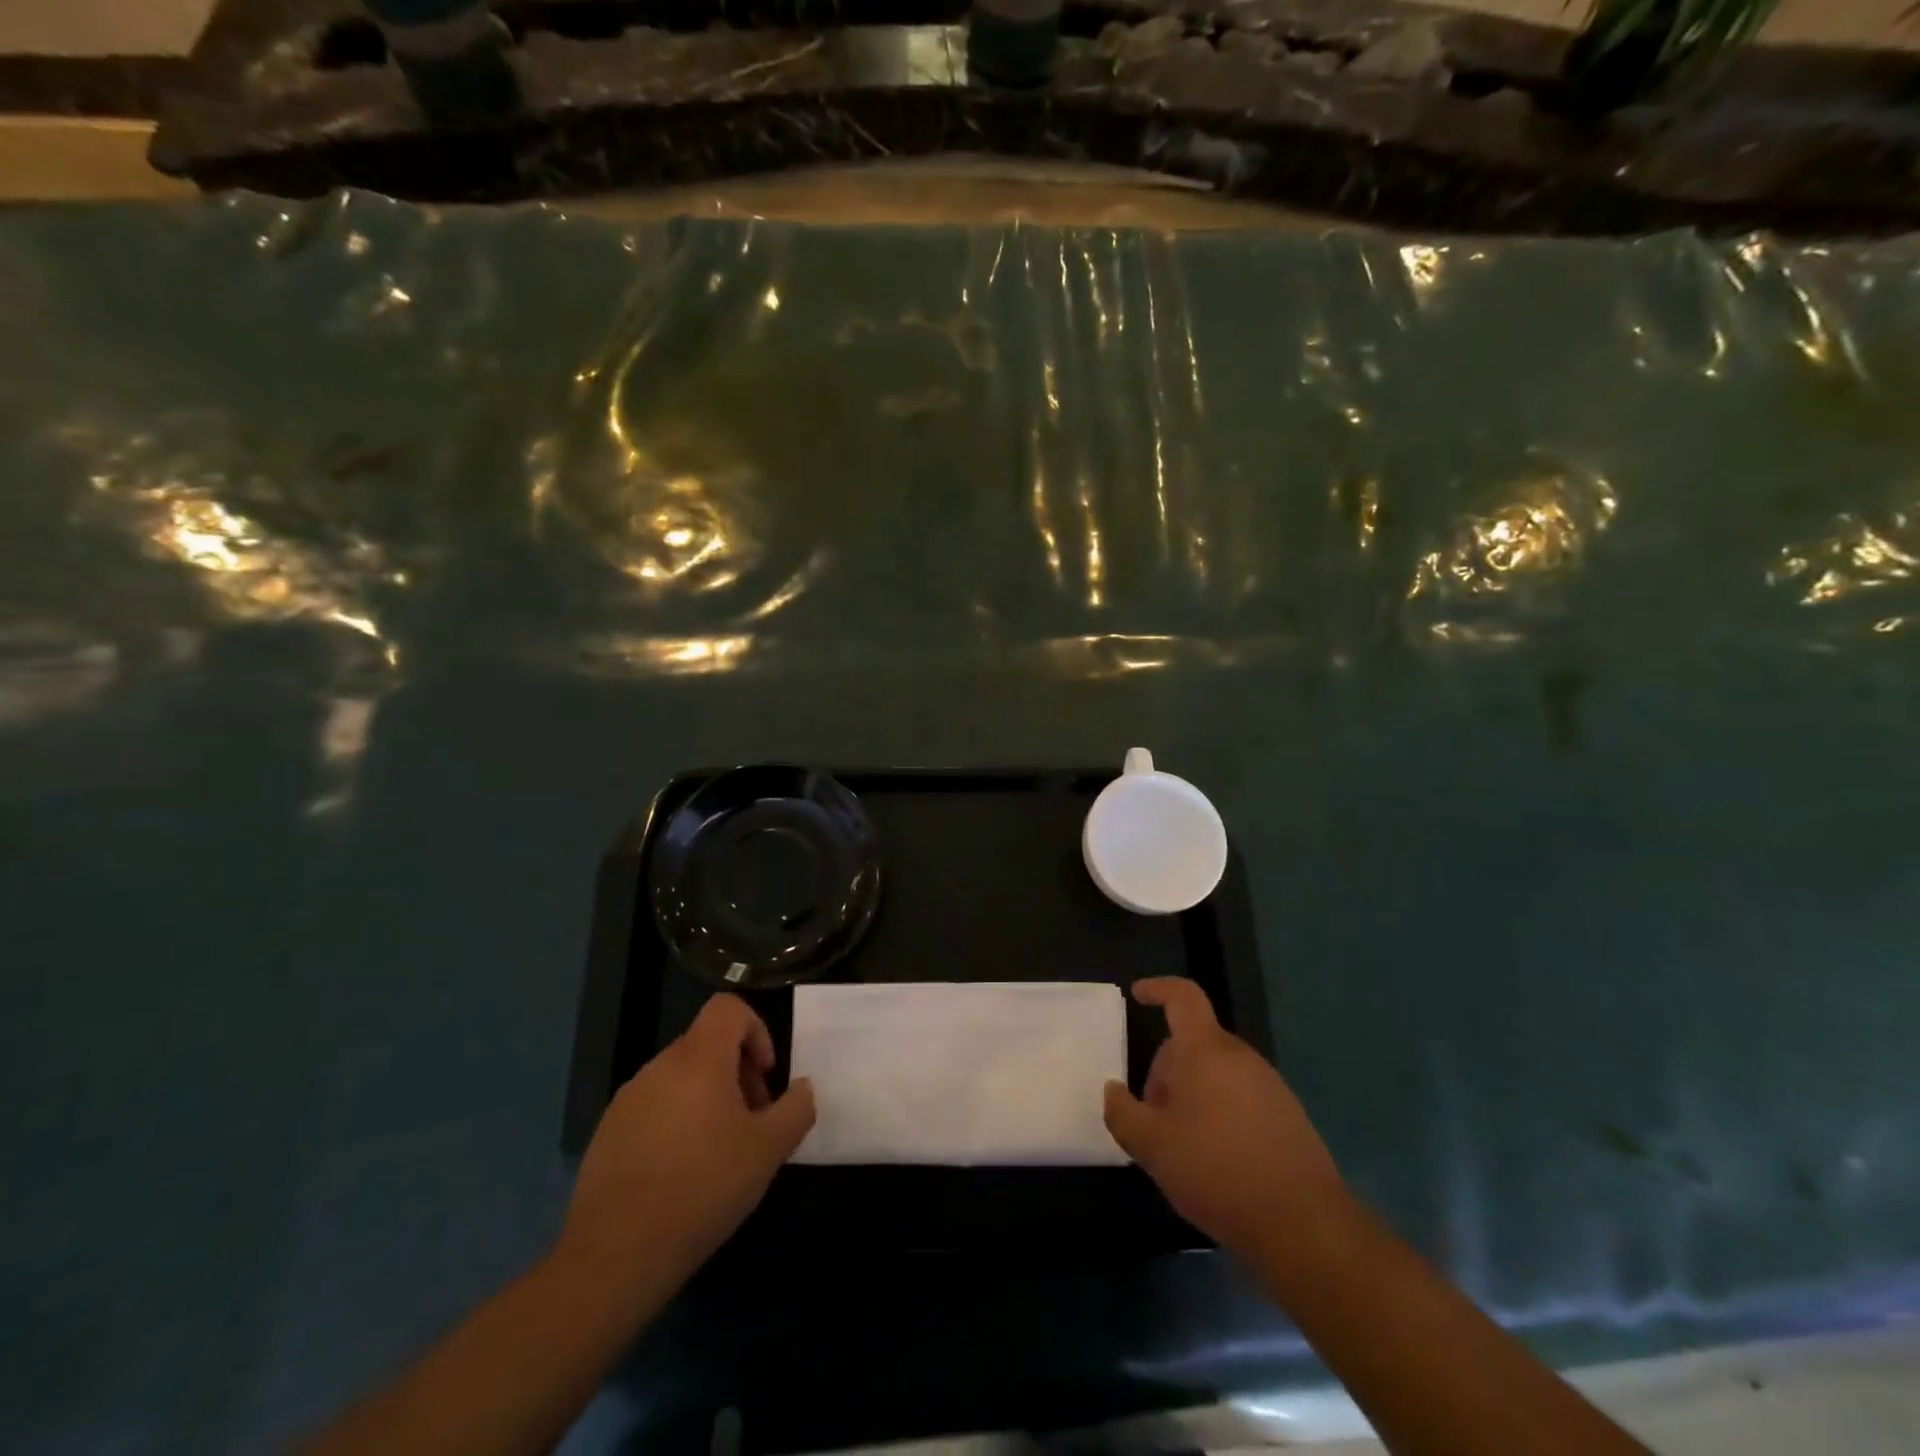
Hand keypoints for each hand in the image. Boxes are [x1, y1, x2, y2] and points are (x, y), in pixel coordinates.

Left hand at [558, 995, 814, 1296]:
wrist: (614, 1255)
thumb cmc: (702, 1188)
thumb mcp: (768, 1151)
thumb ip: (796, 1109)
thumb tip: (802, 1088)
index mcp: (698, 1059)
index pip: (728, 1007)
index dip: (756, 1029)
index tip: (765, 1075)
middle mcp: (659, 1067)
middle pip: (707, 1044)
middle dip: (738, 1072)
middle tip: (752, 1122)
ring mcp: (628, 1099)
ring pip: (681, 1077)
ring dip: (709, 1098)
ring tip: (719, 1152)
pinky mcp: (607, 1132)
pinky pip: (654, 1107)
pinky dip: (677, 1122)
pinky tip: (682, 1174)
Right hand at [1104, 977, 1345, 1260]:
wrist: (1304, 1225)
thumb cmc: (1218, 1171)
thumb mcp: (1152, 1147)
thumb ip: (1122, 1113)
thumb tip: (1113, 1091)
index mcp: (1207, 1051)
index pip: (1183, 997)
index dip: (1158, 989)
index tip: (1138, 995)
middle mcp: (1241, 1057)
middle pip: (1194, 1043)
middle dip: (1167, 1070)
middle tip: (1152, 1114)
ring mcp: (1270, 1086)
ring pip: (1217, 1072)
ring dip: (1192, 1093)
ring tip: (1182, 1143)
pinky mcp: (1288, 1116)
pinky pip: (1241, 1096)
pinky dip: (1220, 1111)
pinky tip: (1216, 1159)